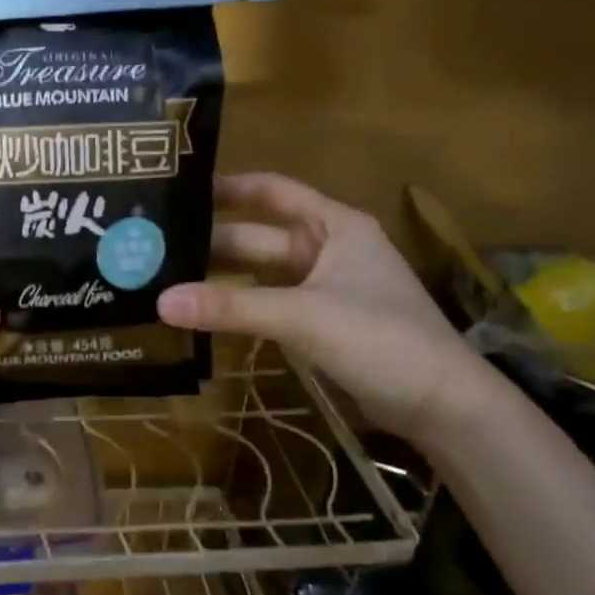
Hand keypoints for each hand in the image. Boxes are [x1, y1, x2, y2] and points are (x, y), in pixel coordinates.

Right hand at [158, 173, 482, 436]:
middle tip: (152, 247)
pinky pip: (268, 303)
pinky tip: (202, 311)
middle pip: (258, 236)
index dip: (227, 188)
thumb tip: (161, 301)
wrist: (441, 405)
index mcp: (334, 225)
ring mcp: (322, 287)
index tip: (178, 191)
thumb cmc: (382, 338)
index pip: (272, 191)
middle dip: (211, 241)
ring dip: (220, 276)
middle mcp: (326, 248)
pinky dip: (238, 305)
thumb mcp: (304, 315)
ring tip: (165, 277)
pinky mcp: (318, 322)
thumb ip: (233, 307)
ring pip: (260, 273)